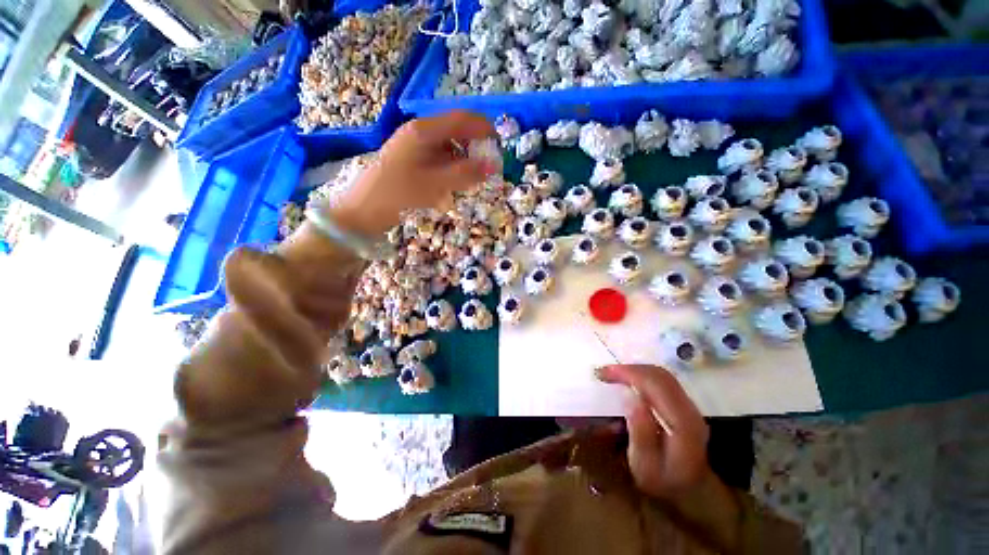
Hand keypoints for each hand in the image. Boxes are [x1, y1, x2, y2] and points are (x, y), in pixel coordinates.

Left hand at [330, 110, 498, 235]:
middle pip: (455, 130)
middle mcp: (419, 133)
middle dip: (475, 146)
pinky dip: (451, 168)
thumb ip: (465, 174)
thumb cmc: (398, 196)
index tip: (500, 146)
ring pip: (448, 146)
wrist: (362, 212)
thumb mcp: (435, 185)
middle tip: (488, 167)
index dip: (484, 128)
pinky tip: (454, 183)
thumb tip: (493, 166)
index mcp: (423, 131)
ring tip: (472, 179)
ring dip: (464, 159)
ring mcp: (414, 146)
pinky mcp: (411, 160)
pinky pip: (438, 158)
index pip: (462, 118)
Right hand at [596, 364, 711, 502]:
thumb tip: (631, 396)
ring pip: (663, 375)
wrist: (691, 493)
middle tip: (604, 372)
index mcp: (683, 425)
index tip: (603, 373)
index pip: (656, 385)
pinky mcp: (685, 405)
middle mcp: (690, 411)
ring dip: (635, 370)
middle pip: (660, 376)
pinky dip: (642, 375)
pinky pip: (663, 381)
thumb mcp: (644, 467)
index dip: (628, 373)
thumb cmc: (662, 482)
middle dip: (629, 369)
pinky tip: (628, 381)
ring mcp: (690, 407)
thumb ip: (640, 433)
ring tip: (613, 375)